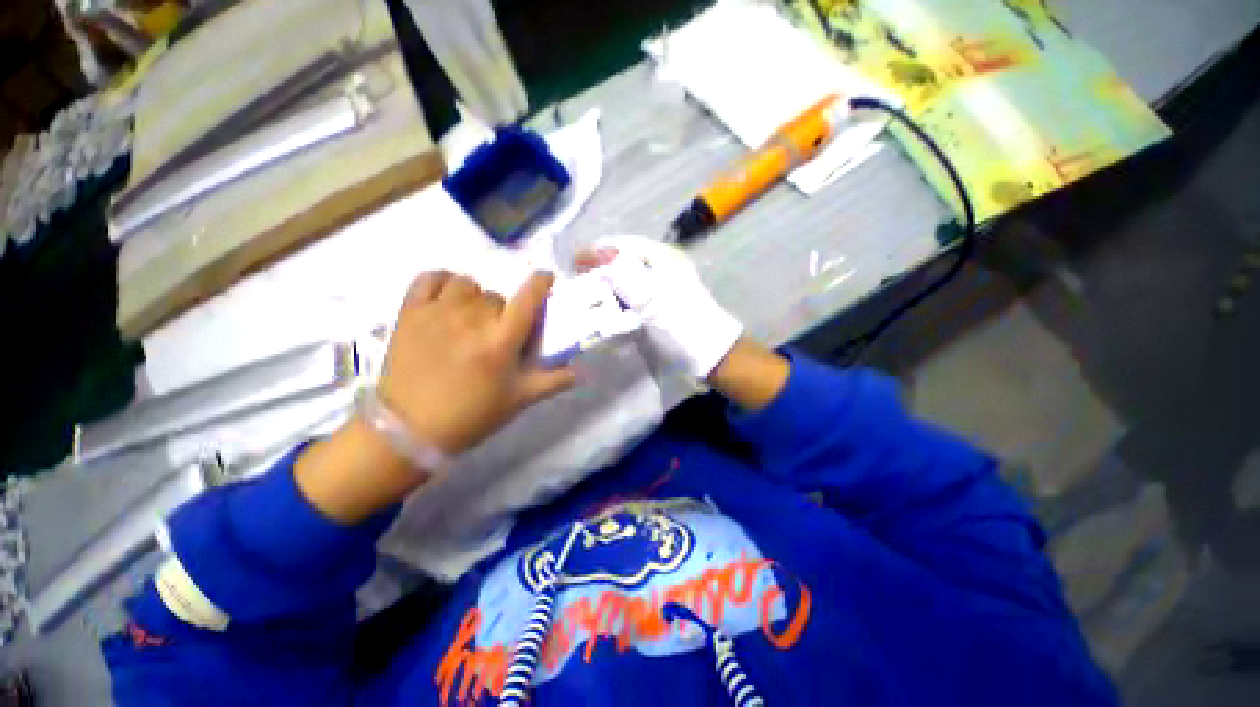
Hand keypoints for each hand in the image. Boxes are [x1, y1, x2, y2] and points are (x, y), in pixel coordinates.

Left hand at [377, 270, 576, 453]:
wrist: (410, 429)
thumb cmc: (472, 415)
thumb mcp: (519, 400)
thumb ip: (553, 381)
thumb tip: (581, 371)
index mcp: (501, 341)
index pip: (528, 299)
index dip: (540, 283)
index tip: (545, 278)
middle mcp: (472, 320)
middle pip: (497, 297)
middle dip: (502, 311)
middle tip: (495, 332)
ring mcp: (438, 312)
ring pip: (466, 284)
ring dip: (473, 297)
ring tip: (468, 317)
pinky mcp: (410, 312)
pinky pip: (430, 278)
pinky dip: (441, 282)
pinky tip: (445, 297)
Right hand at [575, 235, 742, 378]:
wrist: (706, 352)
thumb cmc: (681, 321)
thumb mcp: (651, 297)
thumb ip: (623, 276)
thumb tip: (597, 260)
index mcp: (661, 257)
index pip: (622, 244)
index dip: (596, 251)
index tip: (573, 263)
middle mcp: (659, 267)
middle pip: (622, 261)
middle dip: (598, 270)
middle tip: (577, 282)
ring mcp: (658, 288)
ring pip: (624, 280)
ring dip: (606, 287)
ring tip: (585, 296)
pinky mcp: (656, 306)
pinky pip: (630, 298)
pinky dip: (615, 302)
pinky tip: (603, 310)